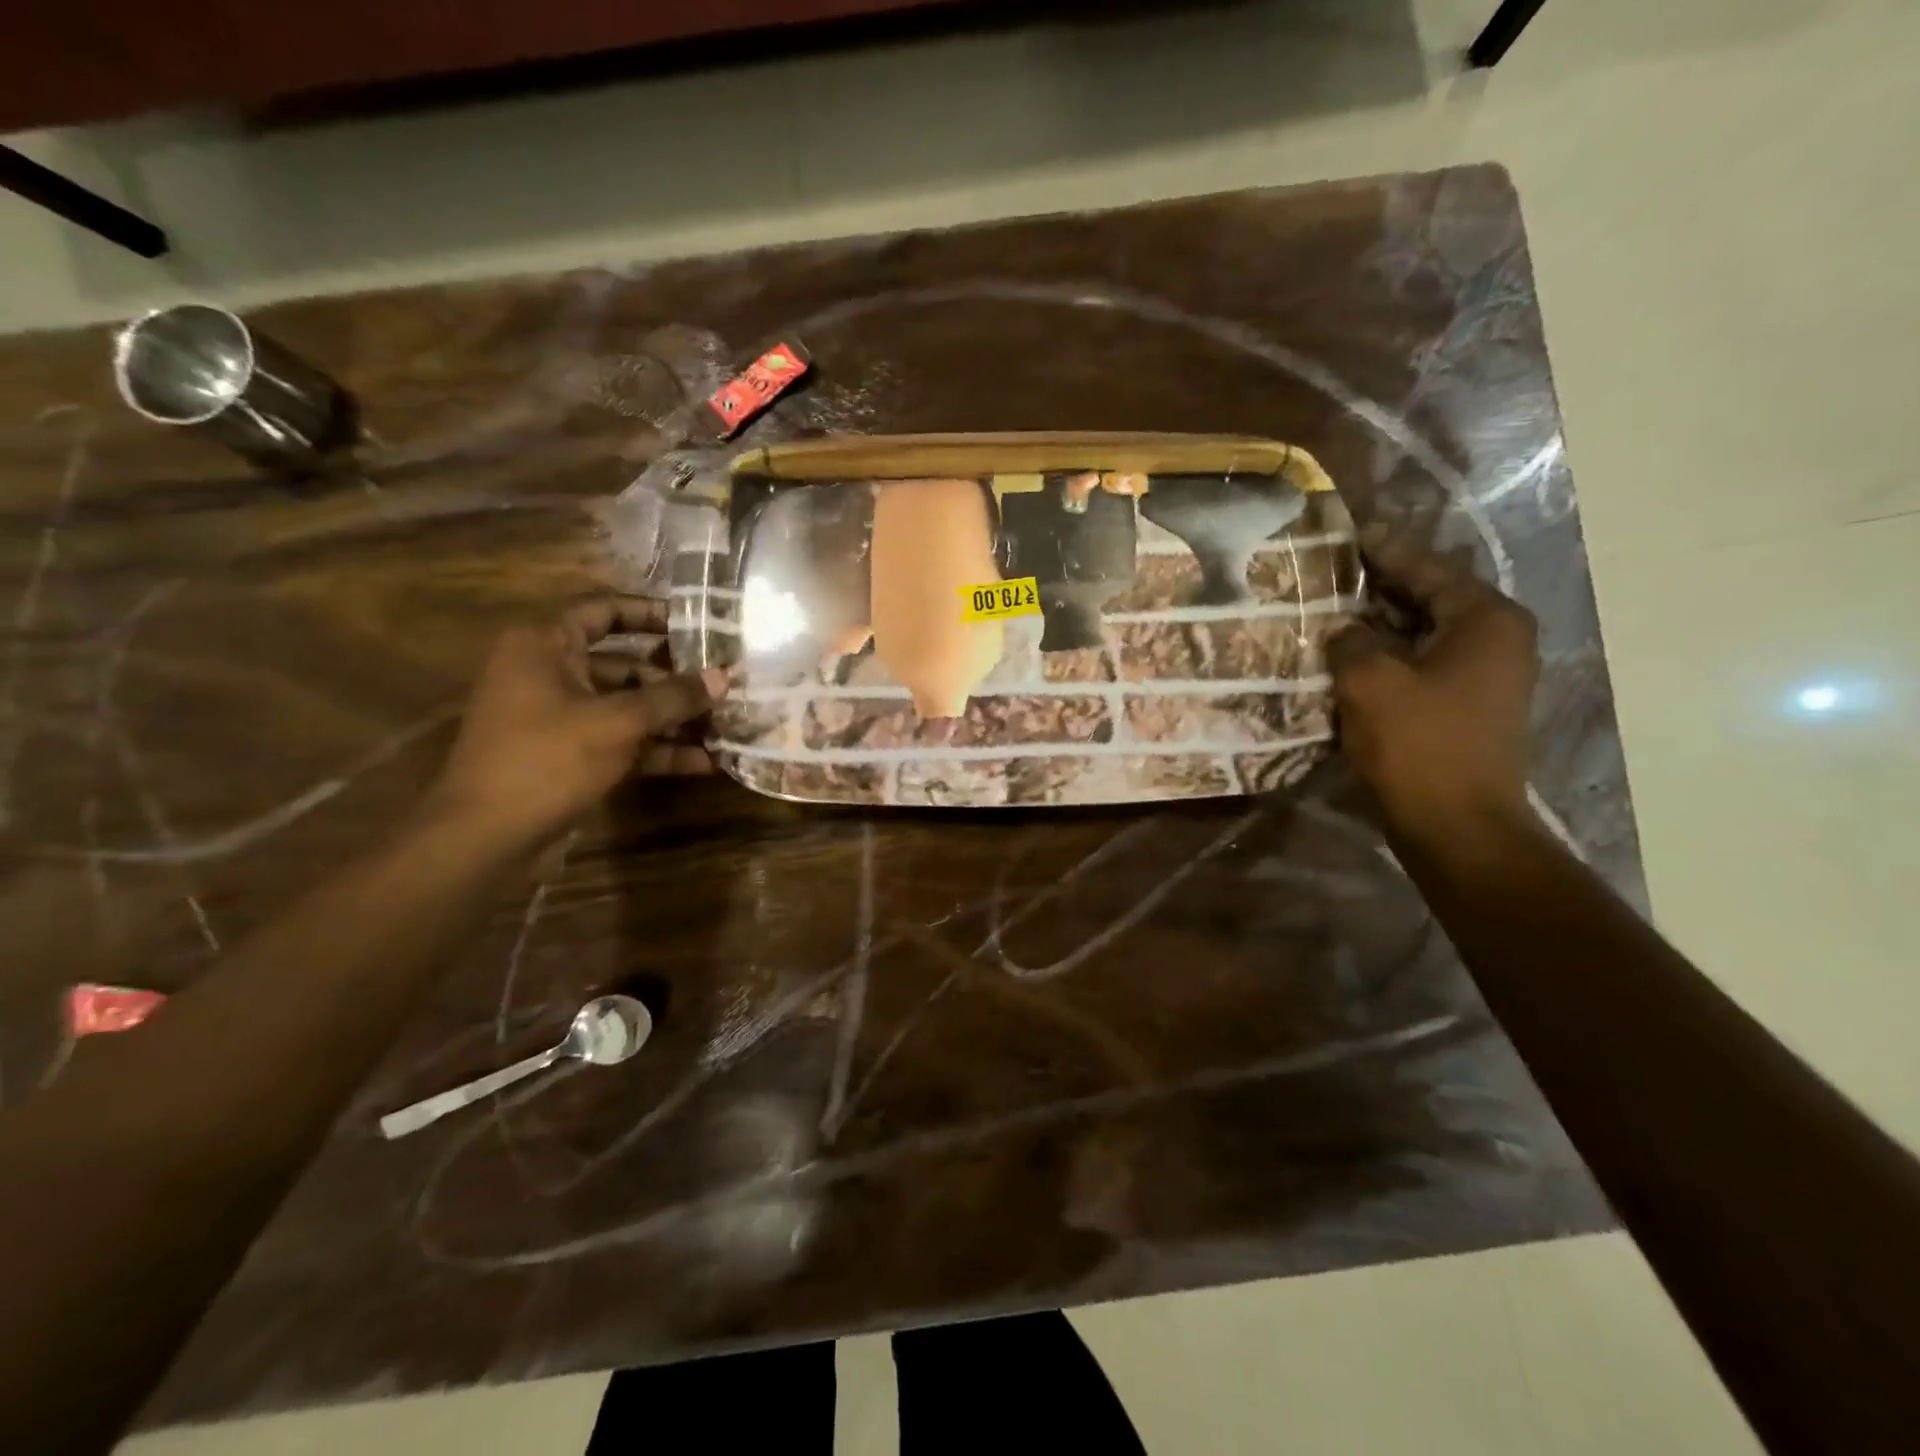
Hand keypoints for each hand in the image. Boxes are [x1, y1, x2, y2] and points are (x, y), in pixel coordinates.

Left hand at [424, 599, 725, 849]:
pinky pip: (619, 741)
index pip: (603, 610)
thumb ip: (673, 697)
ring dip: (671, 718)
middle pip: (623, 663)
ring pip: (625, 706)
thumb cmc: (548, 759)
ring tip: (723, 725)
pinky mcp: (567, 756)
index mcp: (544, 645)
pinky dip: (655, 750)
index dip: (651, 613)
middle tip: (722, 682)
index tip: (697, 623)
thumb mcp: (619, 722)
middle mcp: (548, 673)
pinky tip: (701, 763)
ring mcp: (557, 718)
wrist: (486, 838)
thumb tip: (724, 675)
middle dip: (674, 677)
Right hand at [1327, 525, 1538, 842]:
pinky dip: (1389, 654)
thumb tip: (1343, 629)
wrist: (1456, 823)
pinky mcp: (1466, 706)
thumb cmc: (1419, 744)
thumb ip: (1351, 641)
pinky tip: (1350, 655)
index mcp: (1486, 620)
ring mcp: (1485, 676)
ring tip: (1333, 609)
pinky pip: (1423, 663)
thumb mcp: (1370, 681)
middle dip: (1381, 586)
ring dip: (1381, 623)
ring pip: (1424, 632)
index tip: (1350, 532)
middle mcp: (1496, 639)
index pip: (1429, 569)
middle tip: (1334, 571)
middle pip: (1430, 597)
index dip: (1386, 550)